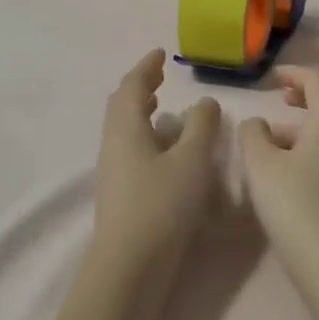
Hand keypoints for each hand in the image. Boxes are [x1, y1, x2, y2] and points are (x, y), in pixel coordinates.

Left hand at [94, 49, 222, 268]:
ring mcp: (113, 171)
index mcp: (126, 128)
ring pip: (126, 130)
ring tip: (164, 109)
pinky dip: (147, 137)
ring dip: (143, 113)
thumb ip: (201, 127)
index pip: (132, 86)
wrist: (131, 265)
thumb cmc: (162, 204)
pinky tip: (166, 152)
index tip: (160, 54)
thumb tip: (205, 102)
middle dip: (140, 87)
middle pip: (122, 106)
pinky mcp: (120, 193)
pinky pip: (131, 150)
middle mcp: (113, 144)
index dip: (146, 67)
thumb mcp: (192, 161)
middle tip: (159, 77)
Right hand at [238, 69, 318, 262]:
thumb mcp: (260, 162)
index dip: (295, 73)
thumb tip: (256, 123)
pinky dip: (312, 145)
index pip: (318, 81)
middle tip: (281, 98)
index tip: (272, 77)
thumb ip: (253, 134)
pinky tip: (287, 165)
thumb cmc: (292, 200)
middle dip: (306, 95)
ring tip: (273, 136)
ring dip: (306, 124)